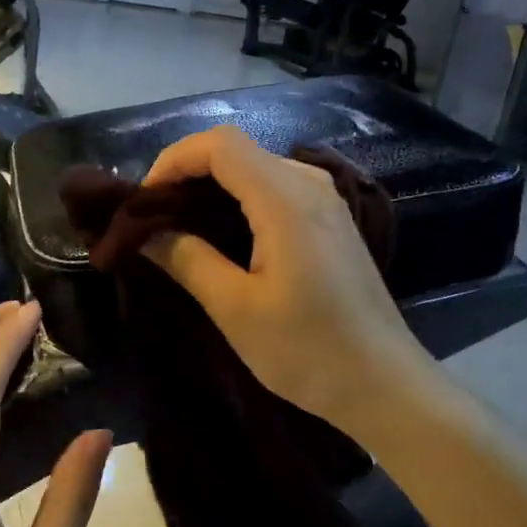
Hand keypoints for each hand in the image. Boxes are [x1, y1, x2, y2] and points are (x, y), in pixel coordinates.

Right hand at [140, 126, 434, 435]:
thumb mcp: (236, 309)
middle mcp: (309, 183)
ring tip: (179, 225)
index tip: (142, 201)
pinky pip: (276, 187)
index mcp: (285, 198)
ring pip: (256, 167)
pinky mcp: (331, 218)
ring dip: (213, 185)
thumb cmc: (308, 350)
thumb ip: (187, 260)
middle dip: (187, 173)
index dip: (173, 160)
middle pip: (237, 149)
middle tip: (153, 217)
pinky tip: (223, 234)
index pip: (219, 144)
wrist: (384, 382)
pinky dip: (240, 198)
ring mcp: (325, 199)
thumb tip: (145, 232)